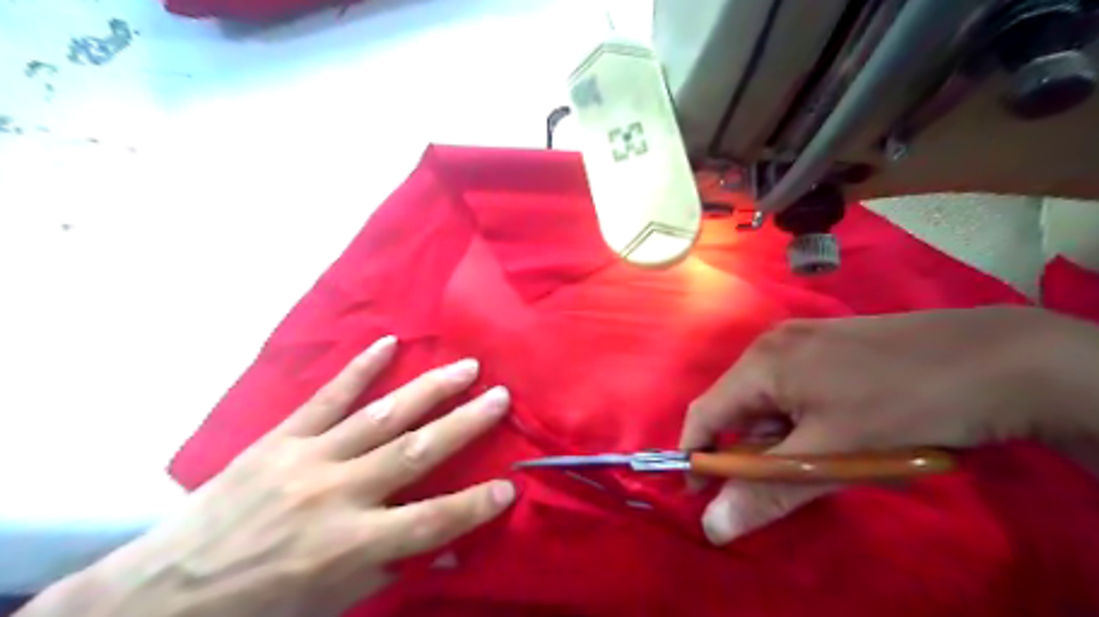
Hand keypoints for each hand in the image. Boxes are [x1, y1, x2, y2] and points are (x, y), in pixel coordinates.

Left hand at [43, 338, 517, 616]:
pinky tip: (388, 343)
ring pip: (381, 415)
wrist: (164, 592)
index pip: (429, 522)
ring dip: (429, 390)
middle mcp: (335, 495)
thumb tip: (448, 553)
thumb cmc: (258, 607)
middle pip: (414, 451)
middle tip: (501, 396)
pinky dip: (359, 368)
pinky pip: (326, 397)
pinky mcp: (280, 438)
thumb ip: (391, 569)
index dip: (473, 505)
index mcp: (348, 546)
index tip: (510, 484)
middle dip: (465, 423)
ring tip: (466, 367)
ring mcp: (308, 459)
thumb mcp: (331, 604)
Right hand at [685, 306, 1089, 544]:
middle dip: (752, 448)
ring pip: (770, 399)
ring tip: (826, 457)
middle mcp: (773, 344)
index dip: (698, 455)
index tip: (703, 495)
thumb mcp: (832, 454)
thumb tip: (713, 527)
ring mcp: (803, 339)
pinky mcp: (829, 344)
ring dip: (784, 436)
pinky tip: (841, 431)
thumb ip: (767, 490)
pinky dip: (804, 419)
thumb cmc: (902, 404)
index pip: (706, 412)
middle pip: (738, 405)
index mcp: (762, 362)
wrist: (998, 359)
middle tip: (784, 481)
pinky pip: (796, 387)